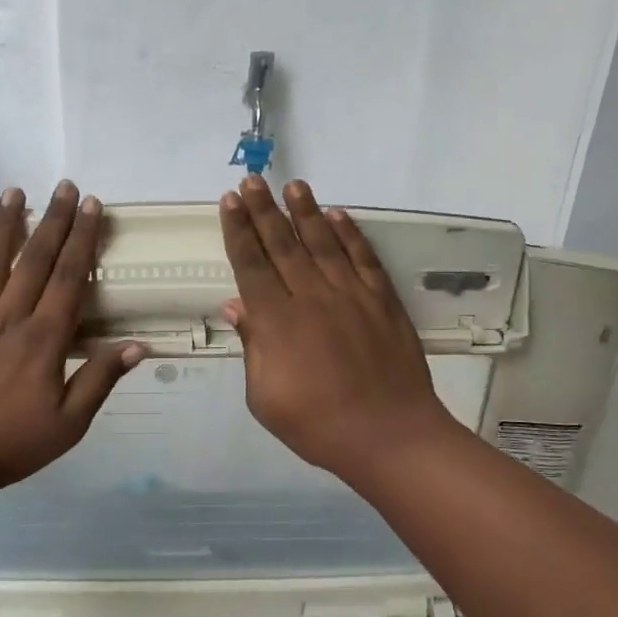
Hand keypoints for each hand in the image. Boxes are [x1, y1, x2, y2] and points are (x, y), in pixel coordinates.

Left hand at [0, 182, 142, 502]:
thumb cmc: (8, 445)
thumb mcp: (67, 425)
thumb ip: (99, 381)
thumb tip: (138, 346)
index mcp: (44, 339)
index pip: (70, 277)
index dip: (83, 238)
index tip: (92, 207)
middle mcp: (9, 316)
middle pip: (36, 258)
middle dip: (54, 219)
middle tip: (65, 186)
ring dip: (6, 222)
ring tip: (16, 191)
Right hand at [220, 177, 465, 486]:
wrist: (388, 435)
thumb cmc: (316, 424)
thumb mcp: (264, 397)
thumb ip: (252, 347)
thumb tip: (236, 305)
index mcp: (276, 321)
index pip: (251, 265)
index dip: (238, 231)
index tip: (229, 202)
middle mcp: (311, 297)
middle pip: (282, 245)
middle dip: (263, 210)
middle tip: (252, 181)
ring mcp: (351, 295)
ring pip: (323, 243)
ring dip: (306, 212)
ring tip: (293, 185)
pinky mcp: (382, 302)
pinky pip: (363, 259)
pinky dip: (350, 235)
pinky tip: (338, 216)